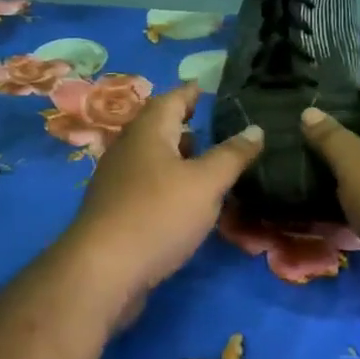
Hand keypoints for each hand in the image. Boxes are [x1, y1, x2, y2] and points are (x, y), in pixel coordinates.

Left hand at [61, 82, 263, 330]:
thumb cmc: (158, 215)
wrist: (103, 271)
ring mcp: (117, 180)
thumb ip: (232, 155)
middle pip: (157, 127)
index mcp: (148, 131)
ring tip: (205, 161)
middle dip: (183, 124)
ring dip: (176, 156)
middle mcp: (128, 148)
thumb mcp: (206, 183)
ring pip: (152, 157)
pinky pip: (146, 184)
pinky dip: (168, 182)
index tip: (207, 86)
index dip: (191, 92)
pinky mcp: (115, 210)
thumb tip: (256, 129)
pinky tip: (185, 200)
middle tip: (211, 124)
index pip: (172, 98)